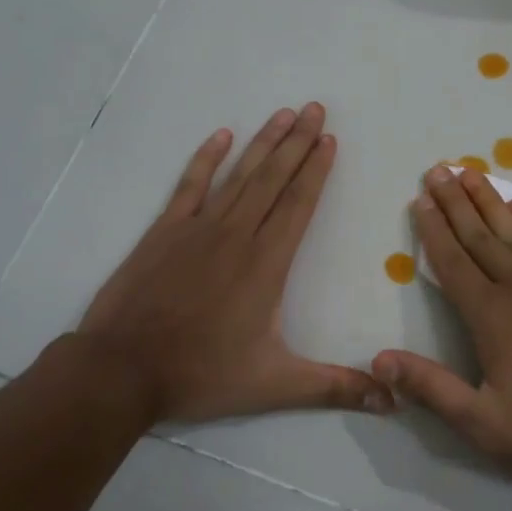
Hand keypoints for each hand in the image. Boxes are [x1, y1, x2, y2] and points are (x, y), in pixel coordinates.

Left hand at [76, 104, 395, 424]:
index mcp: (266, 264)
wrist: (121, 370)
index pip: (299, 205)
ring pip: (238, 175)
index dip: (317, 170)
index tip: (330, 140)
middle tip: (316, 109)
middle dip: (298, 142)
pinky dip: (206, 159)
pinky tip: (221, 135)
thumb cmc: (201, 374)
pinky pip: (190, 185)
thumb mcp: (275, 385)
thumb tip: (391, 401)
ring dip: (263, 142)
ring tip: (284, 114)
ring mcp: (197, 229)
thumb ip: (334, 387)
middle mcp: (237, 235)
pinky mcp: (164, 232)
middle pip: (273, 179)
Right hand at [373, 167, 511, 475]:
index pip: (452, 262)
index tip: (420, 198)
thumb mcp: (486, 423)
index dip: (433, 229)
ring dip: (489, 201)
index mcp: (491, 314)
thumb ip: (432, 388)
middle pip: (479, 235)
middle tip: (437, 169)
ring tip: (471, 173)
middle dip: (455, 202)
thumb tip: (379, 361)